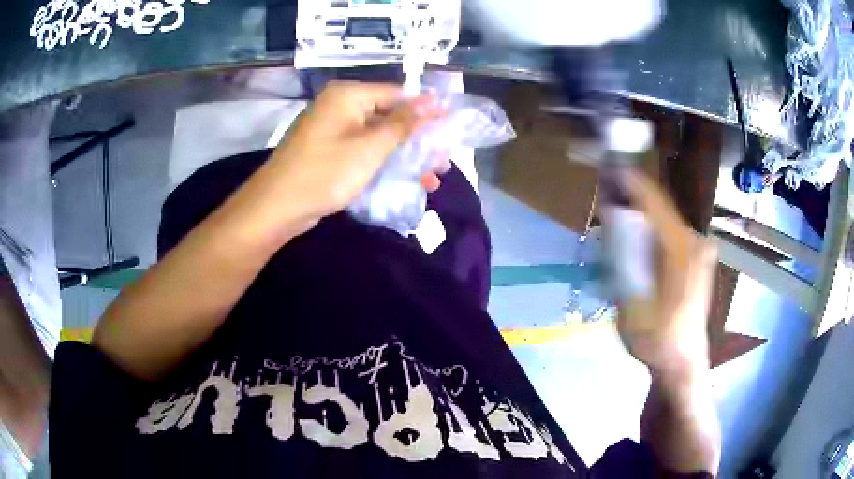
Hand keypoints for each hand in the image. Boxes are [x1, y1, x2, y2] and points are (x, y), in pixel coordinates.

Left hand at [262, 81, 445, 232]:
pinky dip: (384, 164)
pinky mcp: (329, 152)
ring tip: (433, 177)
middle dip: (419, 140)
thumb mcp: (370, 147)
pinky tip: (406, 181)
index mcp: (349, 96)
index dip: (427, 110)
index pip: (398, 94)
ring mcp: (333, 130)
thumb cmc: (325, 172)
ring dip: (405, 156)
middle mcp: (341, 107)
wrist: (277, 206)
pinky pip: (364, 151)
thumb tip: (433, 100)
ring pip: (379, 137)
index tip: (452, 127)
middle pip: (390, 117)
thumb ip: (403, 123)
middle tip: (443, 160)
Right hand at [608, 170, 716, 378]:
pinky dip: (651, 229)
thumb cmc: (656, 338)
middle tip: (605, 200)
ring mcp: (699, 248)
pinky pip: (670, 232)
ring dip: (639, 215)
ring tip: (616, 219)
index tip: (606, 167)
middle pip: (658, 206)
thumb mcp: (629, 300)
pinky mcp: (698, 258)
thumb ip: (620, 255)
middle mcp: (694, 240)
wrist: (682, 362)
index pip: (653, 199)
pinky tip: (636, 241)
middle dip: (630, 199)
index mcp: (681, 248)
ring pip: (664, 219)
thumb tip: (612, 215)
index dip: (628, 180)